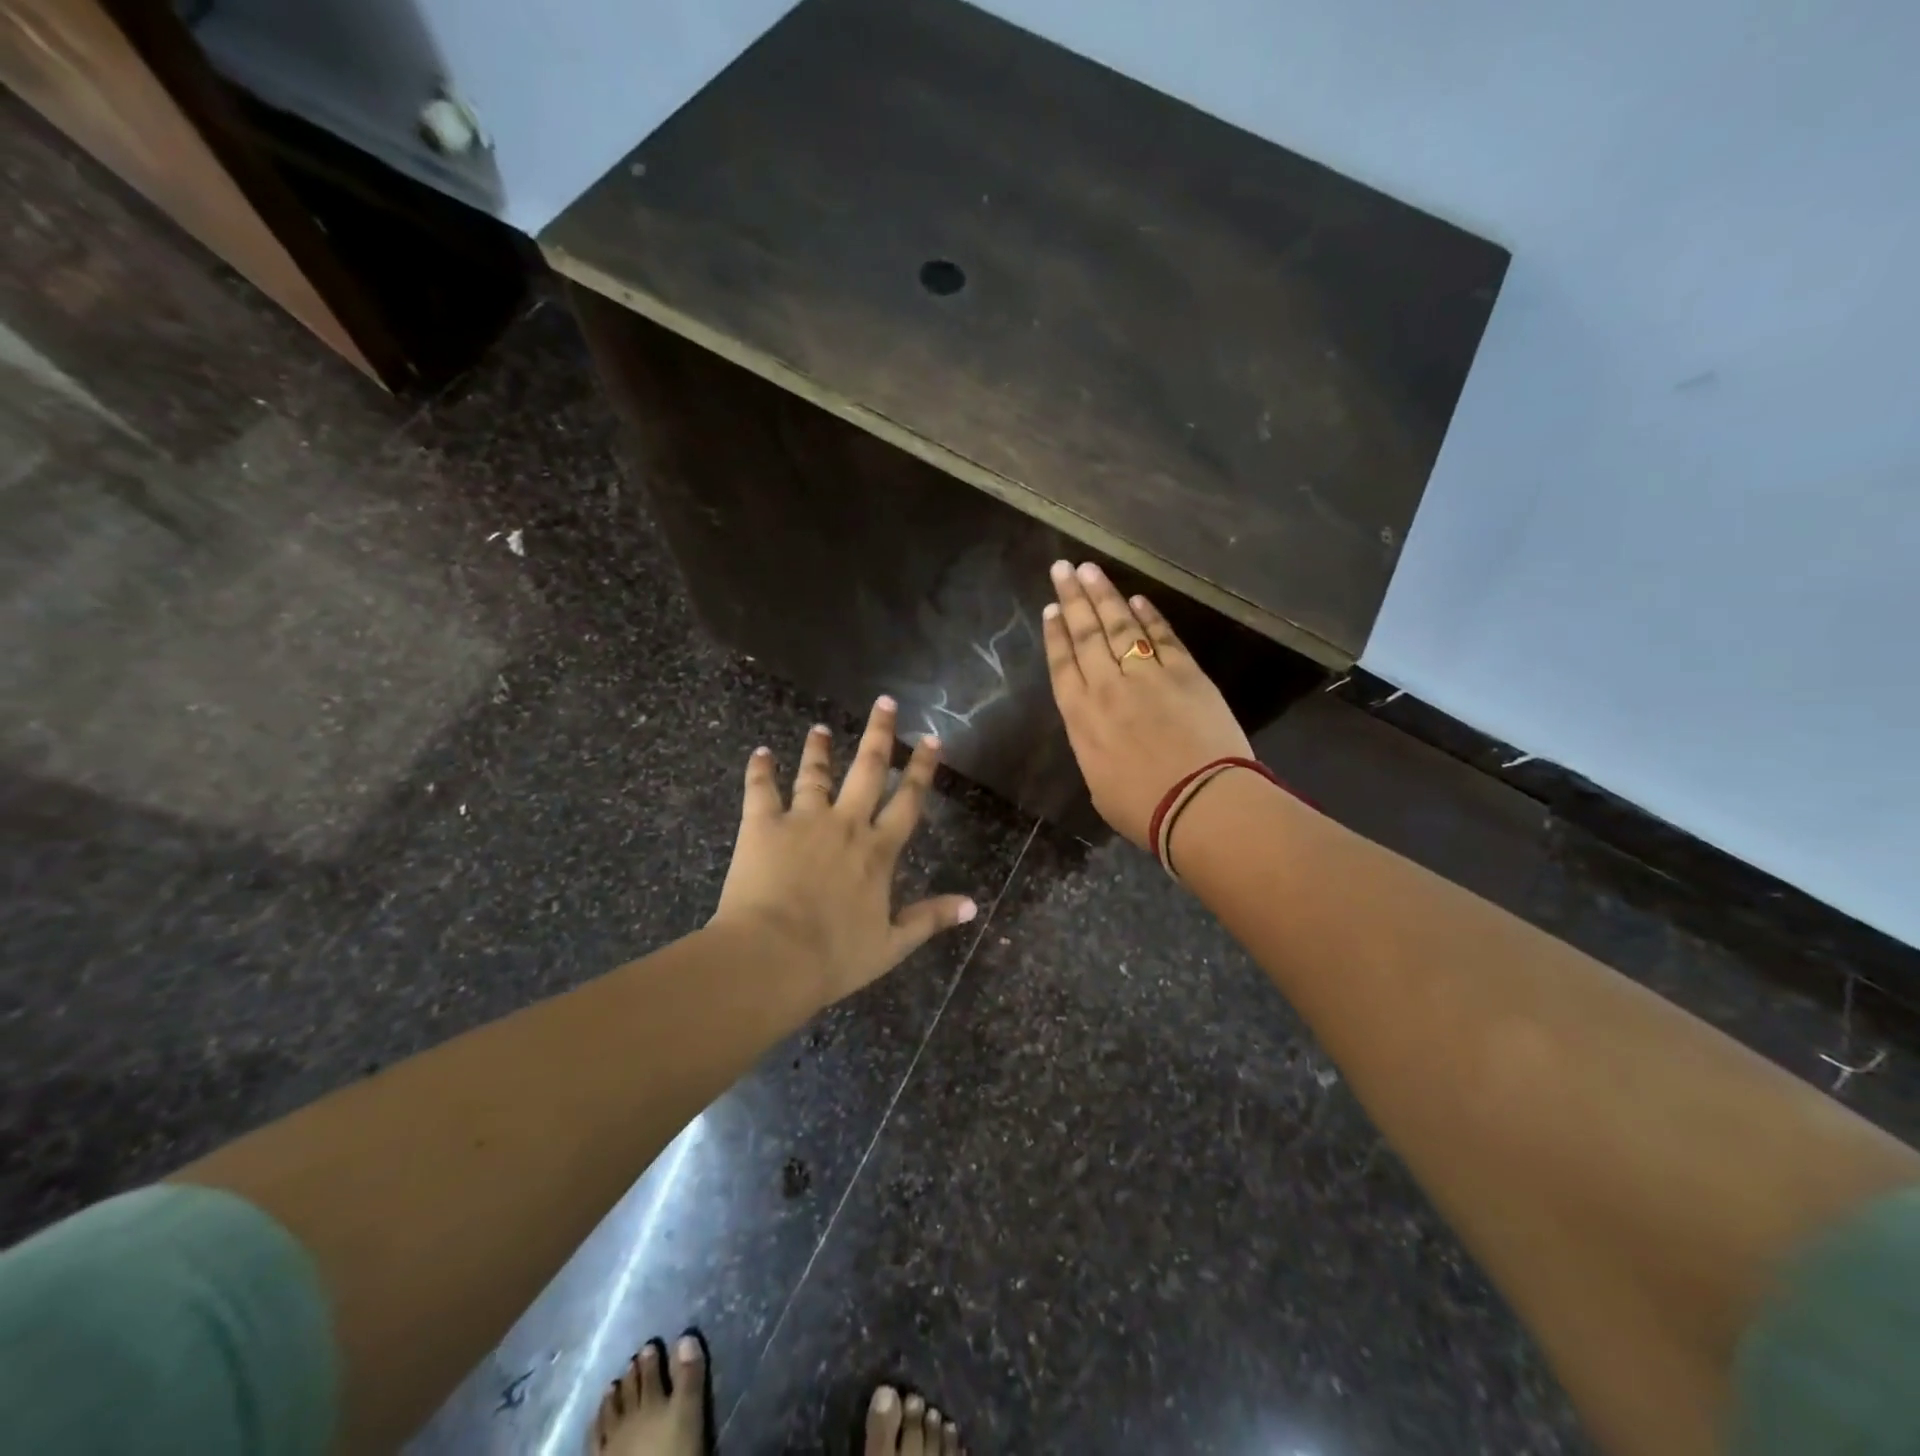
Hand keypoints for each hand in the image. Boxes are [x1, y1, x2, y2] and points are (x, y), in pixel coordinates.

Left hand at [710, 696, 978, 1008]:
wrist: (772, 957)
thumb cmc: (834, 956)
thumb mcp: (891, 945)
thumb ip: (930, 919)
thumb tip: (973, 905)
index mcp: (878, 851)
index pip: (908, 802)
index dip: (922, 770)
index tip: (931, 740)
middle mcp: (845, 825)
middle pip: (867, 770)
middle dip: (879, 735)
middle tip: (885, 702)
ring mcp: (803, 821)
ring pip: (815, 775)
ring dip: (819, 750)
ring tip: (819, 729)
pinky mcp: (762, 826)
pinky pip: (761, 790)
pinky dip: (760, 770)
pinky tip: (760, 753)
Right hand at [1043, 559, 1252, 848]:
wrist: (1200, 804)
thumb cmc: (1143, 809)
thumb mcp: (1099, 784)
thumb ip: (1095, 748)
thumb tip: (1102, 731)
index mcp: (1081, 718)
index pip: (1062, 665)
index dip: (1055, 634)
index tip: (1049, 609)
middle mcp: (1107, 687)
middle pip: (1085, 635)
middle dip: (1072, 599)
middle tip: (1062, 568)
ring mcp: (1147, 675)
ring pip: (1119, 626)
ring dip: (1104, 596)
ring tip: (1090, 569)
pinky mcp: (1185, 672)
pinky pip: (1162, 637)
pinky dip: (1150, 616)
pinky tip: (1138, 600)